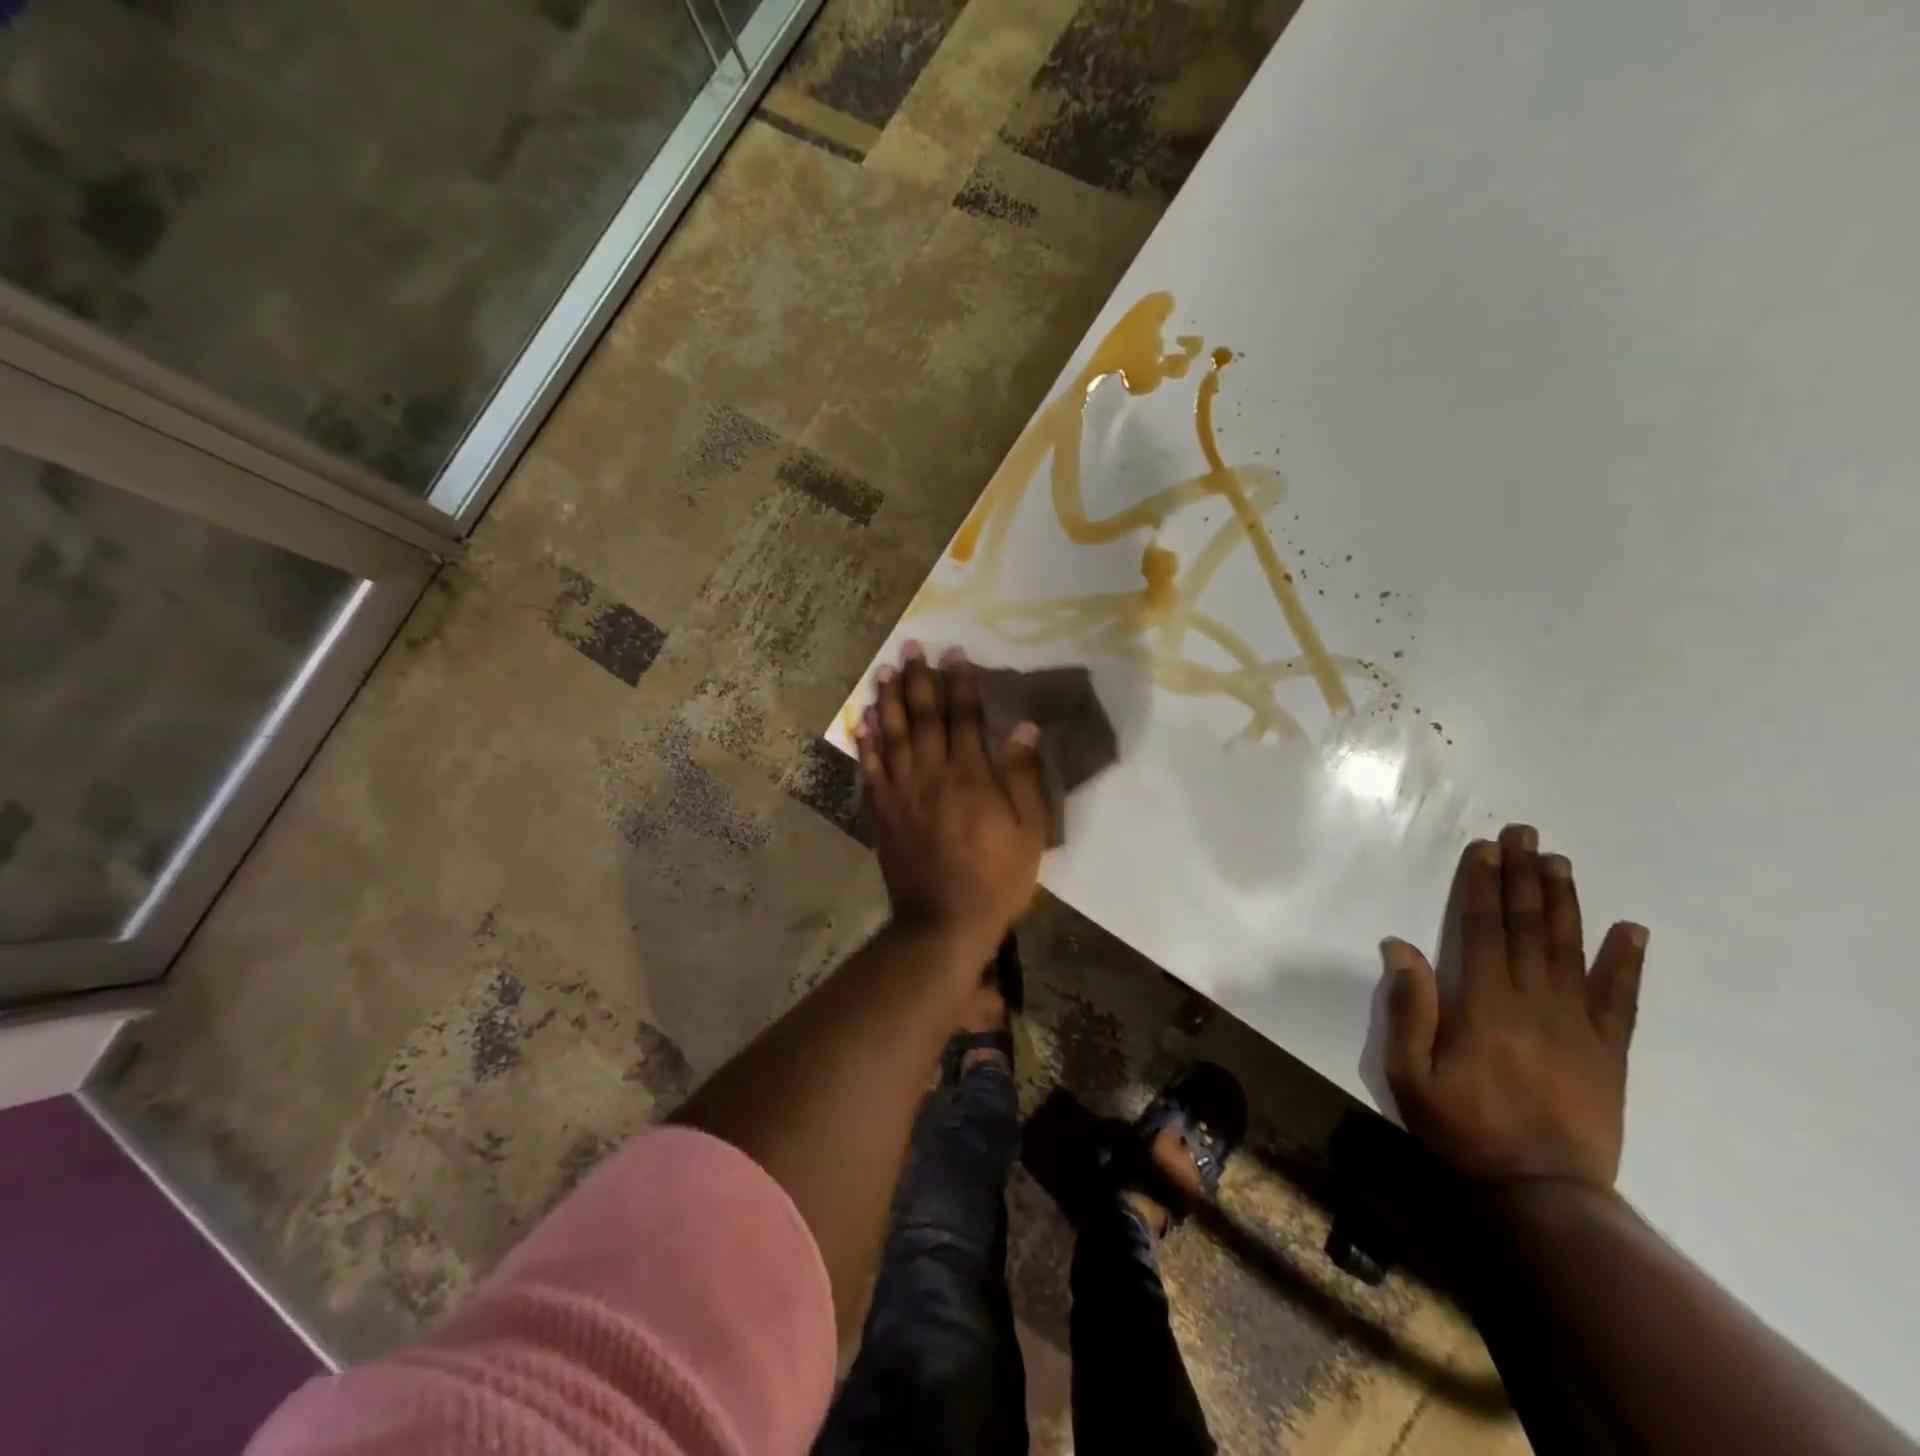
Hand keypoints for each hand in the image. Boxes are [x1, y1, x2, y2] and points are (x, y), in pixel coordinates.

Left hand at [855, 643, 1048, 947]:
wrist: (944, 922)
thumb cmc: (997, 879)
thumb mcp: (1030, 832)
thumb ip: (1023, 777)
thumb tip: (1023, 728)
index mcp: (970, 776)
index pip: (964, 717)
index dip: (960, 683)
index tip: (953, 653)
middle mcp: (931, 774)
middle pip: (923, 717)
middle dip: (918, 679)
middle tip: (909, 647)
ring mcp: (901, 793)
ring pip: (892, 736)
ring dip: (888, 701)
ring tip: (883, 671)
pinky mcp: (882, 813)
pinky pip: (870, 771)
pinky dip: (866, 744)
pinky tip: (863, 723)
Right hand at [1382, 824, 1647, 1189]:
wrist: (1544, 1194)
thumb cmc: (1462, 1129)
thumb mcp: (1410, 1073)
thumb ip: (1409, 1007)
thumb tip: (1400, 946)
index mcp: (1484, 1004)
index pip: (1484, 929)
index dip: (1482, 885)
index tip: (1484, 849)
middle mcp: (1535, 1003)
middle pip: (1529, 927)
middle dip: (1523, 876)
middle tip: (1524, 833)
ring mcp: (1579, 1026)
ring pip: (1571, 950)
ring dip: (1564, 901)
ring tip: (1559, 861)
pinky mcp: (1609, 1052)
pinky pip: (1621, 999)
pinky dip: (1627, 962)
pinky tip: (1631, 929)